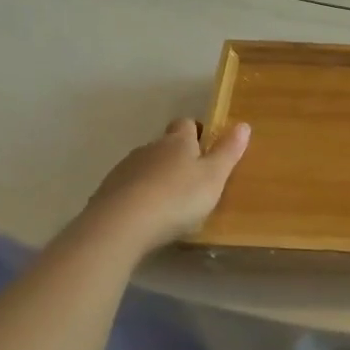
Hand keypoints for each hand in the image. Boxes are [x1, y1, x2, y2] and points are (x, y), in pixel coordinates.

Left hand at [75, 119, 250, 254]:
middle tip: (192, 180)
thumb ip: (228, 152)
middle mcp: (150, 148)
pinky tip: (145, 216)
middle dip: (176, 157)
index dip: (196, 132)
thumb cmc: (177, 197)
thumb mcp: (214, 177)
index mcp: (178, 142)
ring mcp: (125, 169)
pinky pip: (127, 187)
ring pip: (145, 166)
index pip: (186, 124)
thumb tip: (243, 124)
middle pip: (164, 145)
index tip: (206, 147)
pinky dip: (138, 196)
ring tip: (169, 202)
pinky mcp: (106, 192)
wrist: (121, 225)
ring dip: (156, 177)